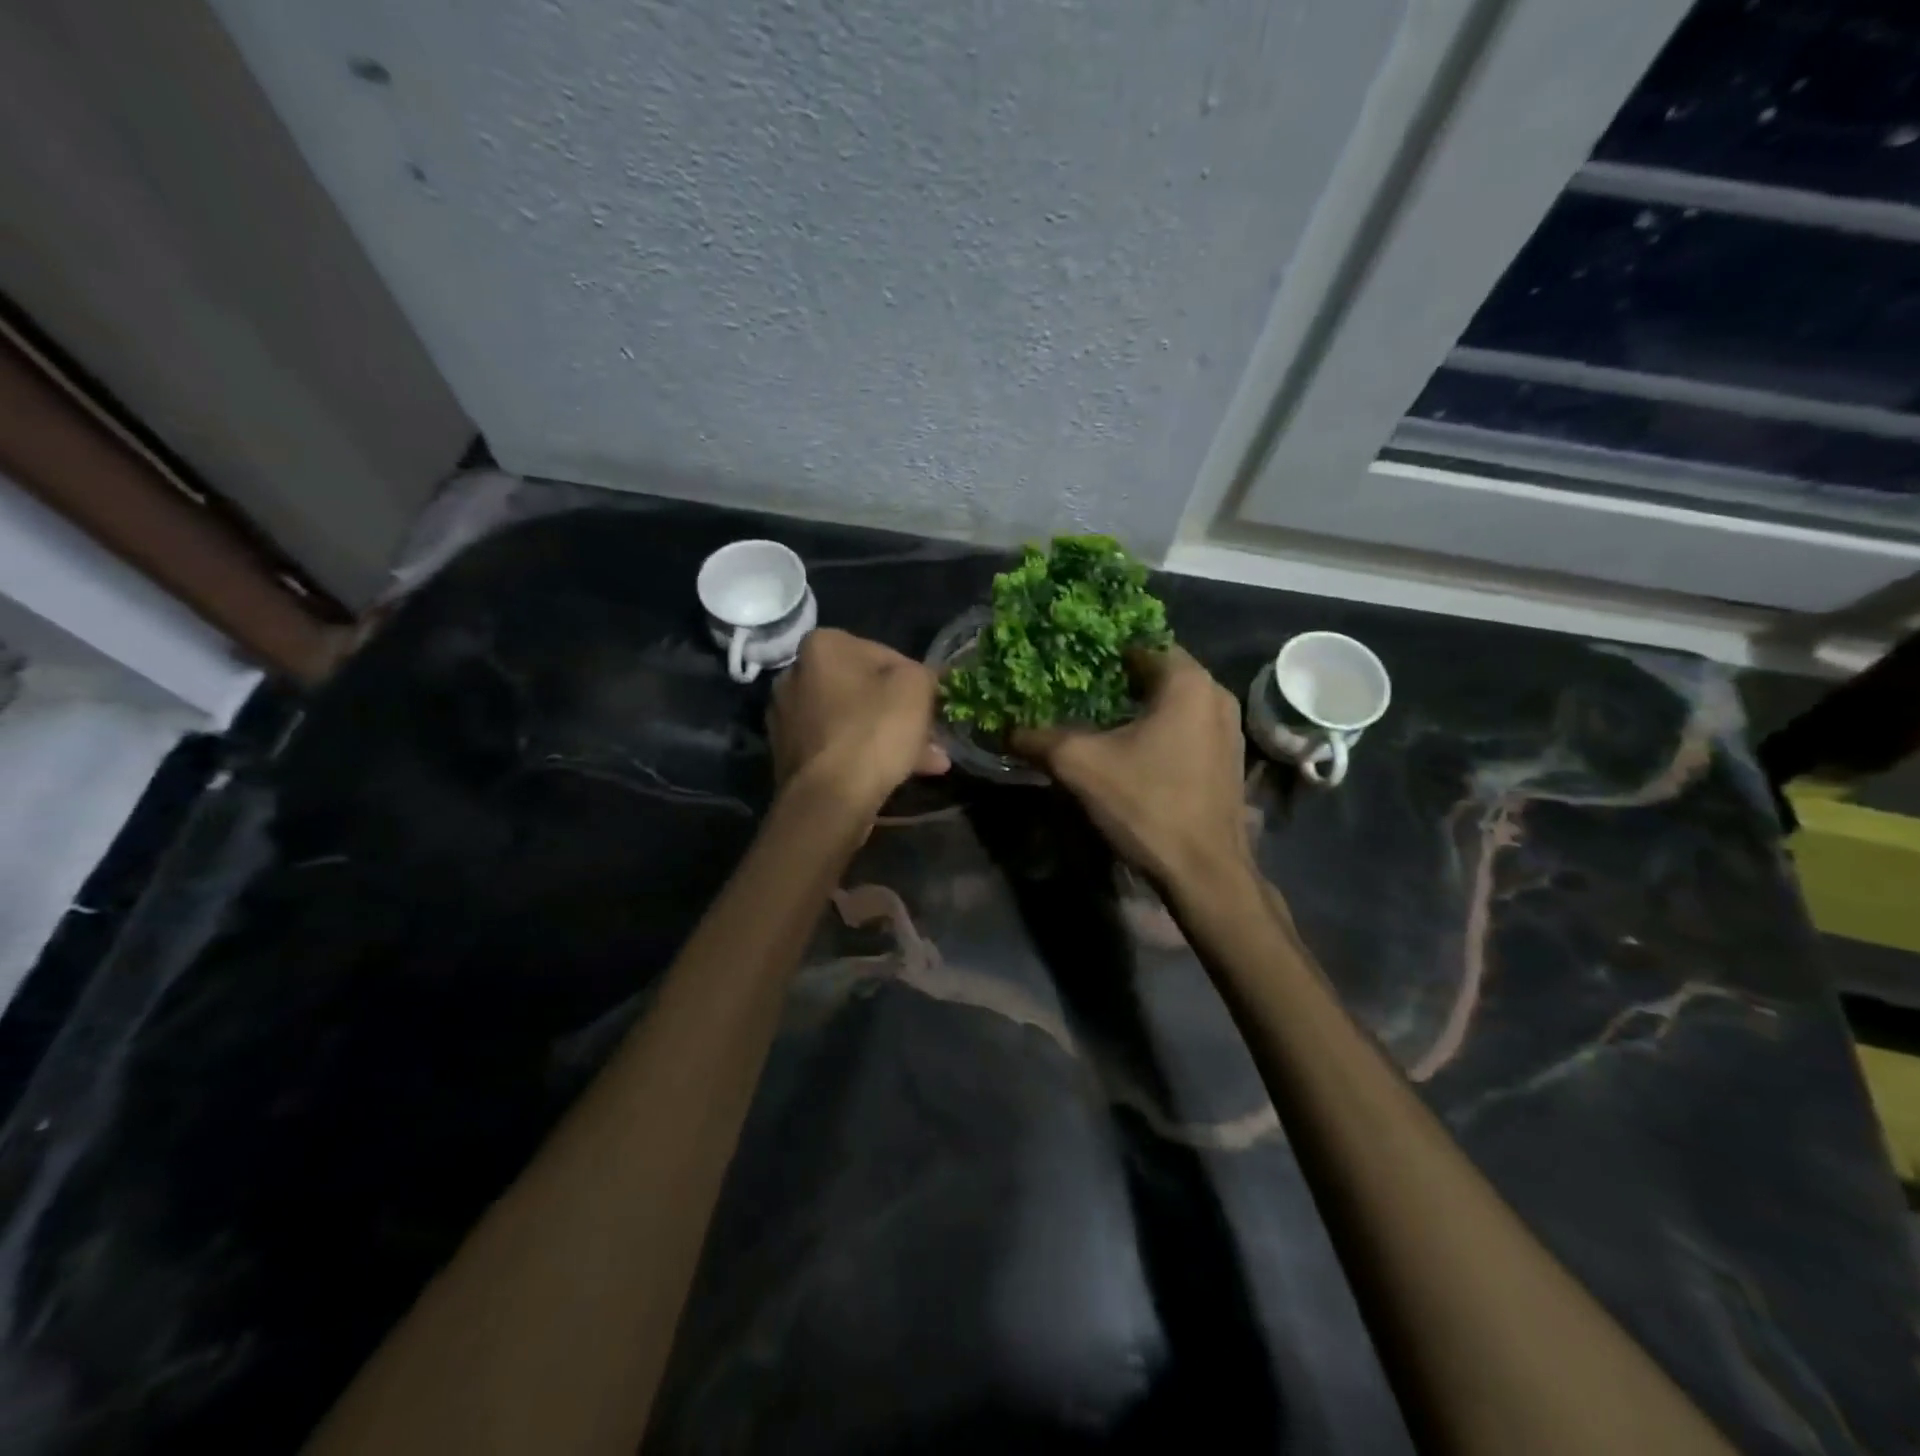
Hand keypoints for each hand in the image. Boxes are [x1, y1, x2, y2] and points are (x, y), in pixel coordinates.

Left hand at [769, 629, 949, 807]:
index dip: (916, 681)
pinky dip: (864, 755)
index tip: (933, 706)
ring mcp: (786, 717)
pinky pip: (837, 746)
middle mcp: (794, 674)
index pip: (885, 655)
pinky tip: (896, 775)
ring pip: (853, 721)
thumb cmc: (874, 731)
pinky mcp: (787, 754)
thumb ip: (924, 674)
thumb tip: (923, 681)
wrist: (829, 799)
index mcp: (822, 645)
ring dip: (888, 737)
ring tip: (928, 763)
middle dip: (901, 714)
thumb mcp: (916, 687)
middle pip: (865, 690)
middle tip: (932, 737)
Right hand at [1013, 646, 1249, 887]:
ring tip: (1098, 721)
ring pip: (1174, 702)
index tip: (1069, 663)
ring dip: (1139, 707)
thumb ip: (1039, 739)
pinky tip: (1132, 751)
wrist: (1205, 872)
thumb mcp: (1080, 766)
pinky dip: (1160, 729)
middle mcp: (1216, 695)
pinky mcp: (1229, 759)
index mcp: (1187, 682)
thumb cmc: (1147, 804)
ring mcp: (1229, 729)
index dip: (1100, 652)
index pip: (1138, 644)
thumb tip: (1005, 730)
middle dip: (1117, 680)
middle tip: (1076, 691)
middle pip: (1158, 672)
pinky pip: (1188, 727)